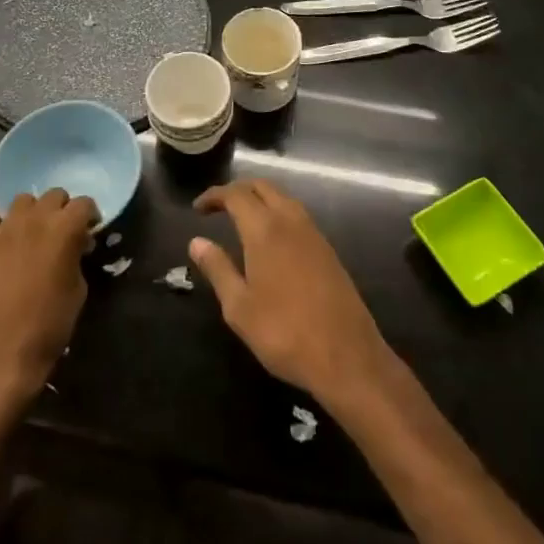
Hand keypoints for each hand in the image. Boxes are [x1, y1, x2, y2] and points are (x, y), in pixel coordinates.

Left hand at [0, 190, 98, 402]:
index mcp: (65, 229)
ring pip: (22, 200)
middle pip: (54, 195)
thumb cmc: (50, 324)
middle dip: (61, 209)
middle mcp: (36, 218)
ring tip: (29, 232)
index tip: (88, 230)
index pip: (84, 203)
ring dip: (31, 212)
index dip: (89, 215)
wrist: (5, 350)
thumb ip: (76, 257)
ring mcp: (5, 228)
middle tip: (60, 231)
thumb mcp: (78, 289)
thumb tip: (74, 247)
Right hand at [189, 179, 393, 408]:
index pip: (236, 194)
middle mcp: (290, 221)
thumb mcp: (239, 307)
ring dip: (260, 199)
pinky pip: (298, 215)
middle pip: (262, 187)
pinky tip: (271, 239)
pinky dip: (278, 213)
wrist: (346, 356)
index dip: (214, 195)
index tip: (198, 208)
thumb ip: (218, 269)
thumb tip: (197, 241)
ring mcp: (314, 234)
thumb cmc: (284, 332)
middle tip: (218, 207)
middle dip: (238, 190)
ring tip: (241, 219)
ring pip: (283, 198)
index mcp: (265, 230)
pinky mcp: (328, 250)